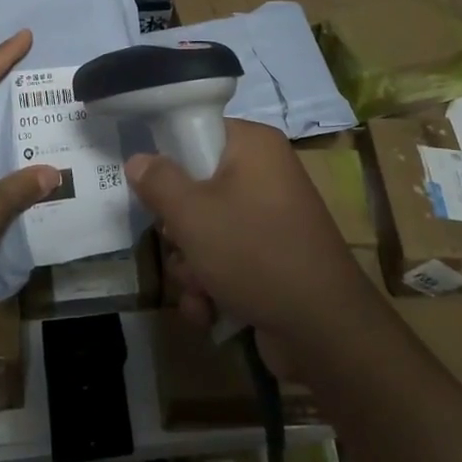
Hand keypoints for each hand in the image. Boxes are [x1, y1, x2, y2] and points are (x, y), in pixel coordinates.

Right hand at [128, 119, 371, 348]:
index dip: (169, 158)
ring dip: (191, 265)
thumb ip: (158, 181)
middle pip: (197, 186)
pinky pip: (226, 260)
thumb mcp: (192, 213)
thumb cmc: (253, 253)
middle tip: (179, 244)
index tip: (150, 187)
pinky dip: (211, 286)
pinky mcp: (271, 259)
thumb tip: (138, 159)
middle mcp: (265, 175)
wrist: (323, 330)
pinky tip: (208, 310)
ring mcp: (270, 220)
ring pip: (206, 230)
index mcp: (254, 146)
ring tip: (199, 288)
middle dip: (179, 229)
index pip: (199, 131)